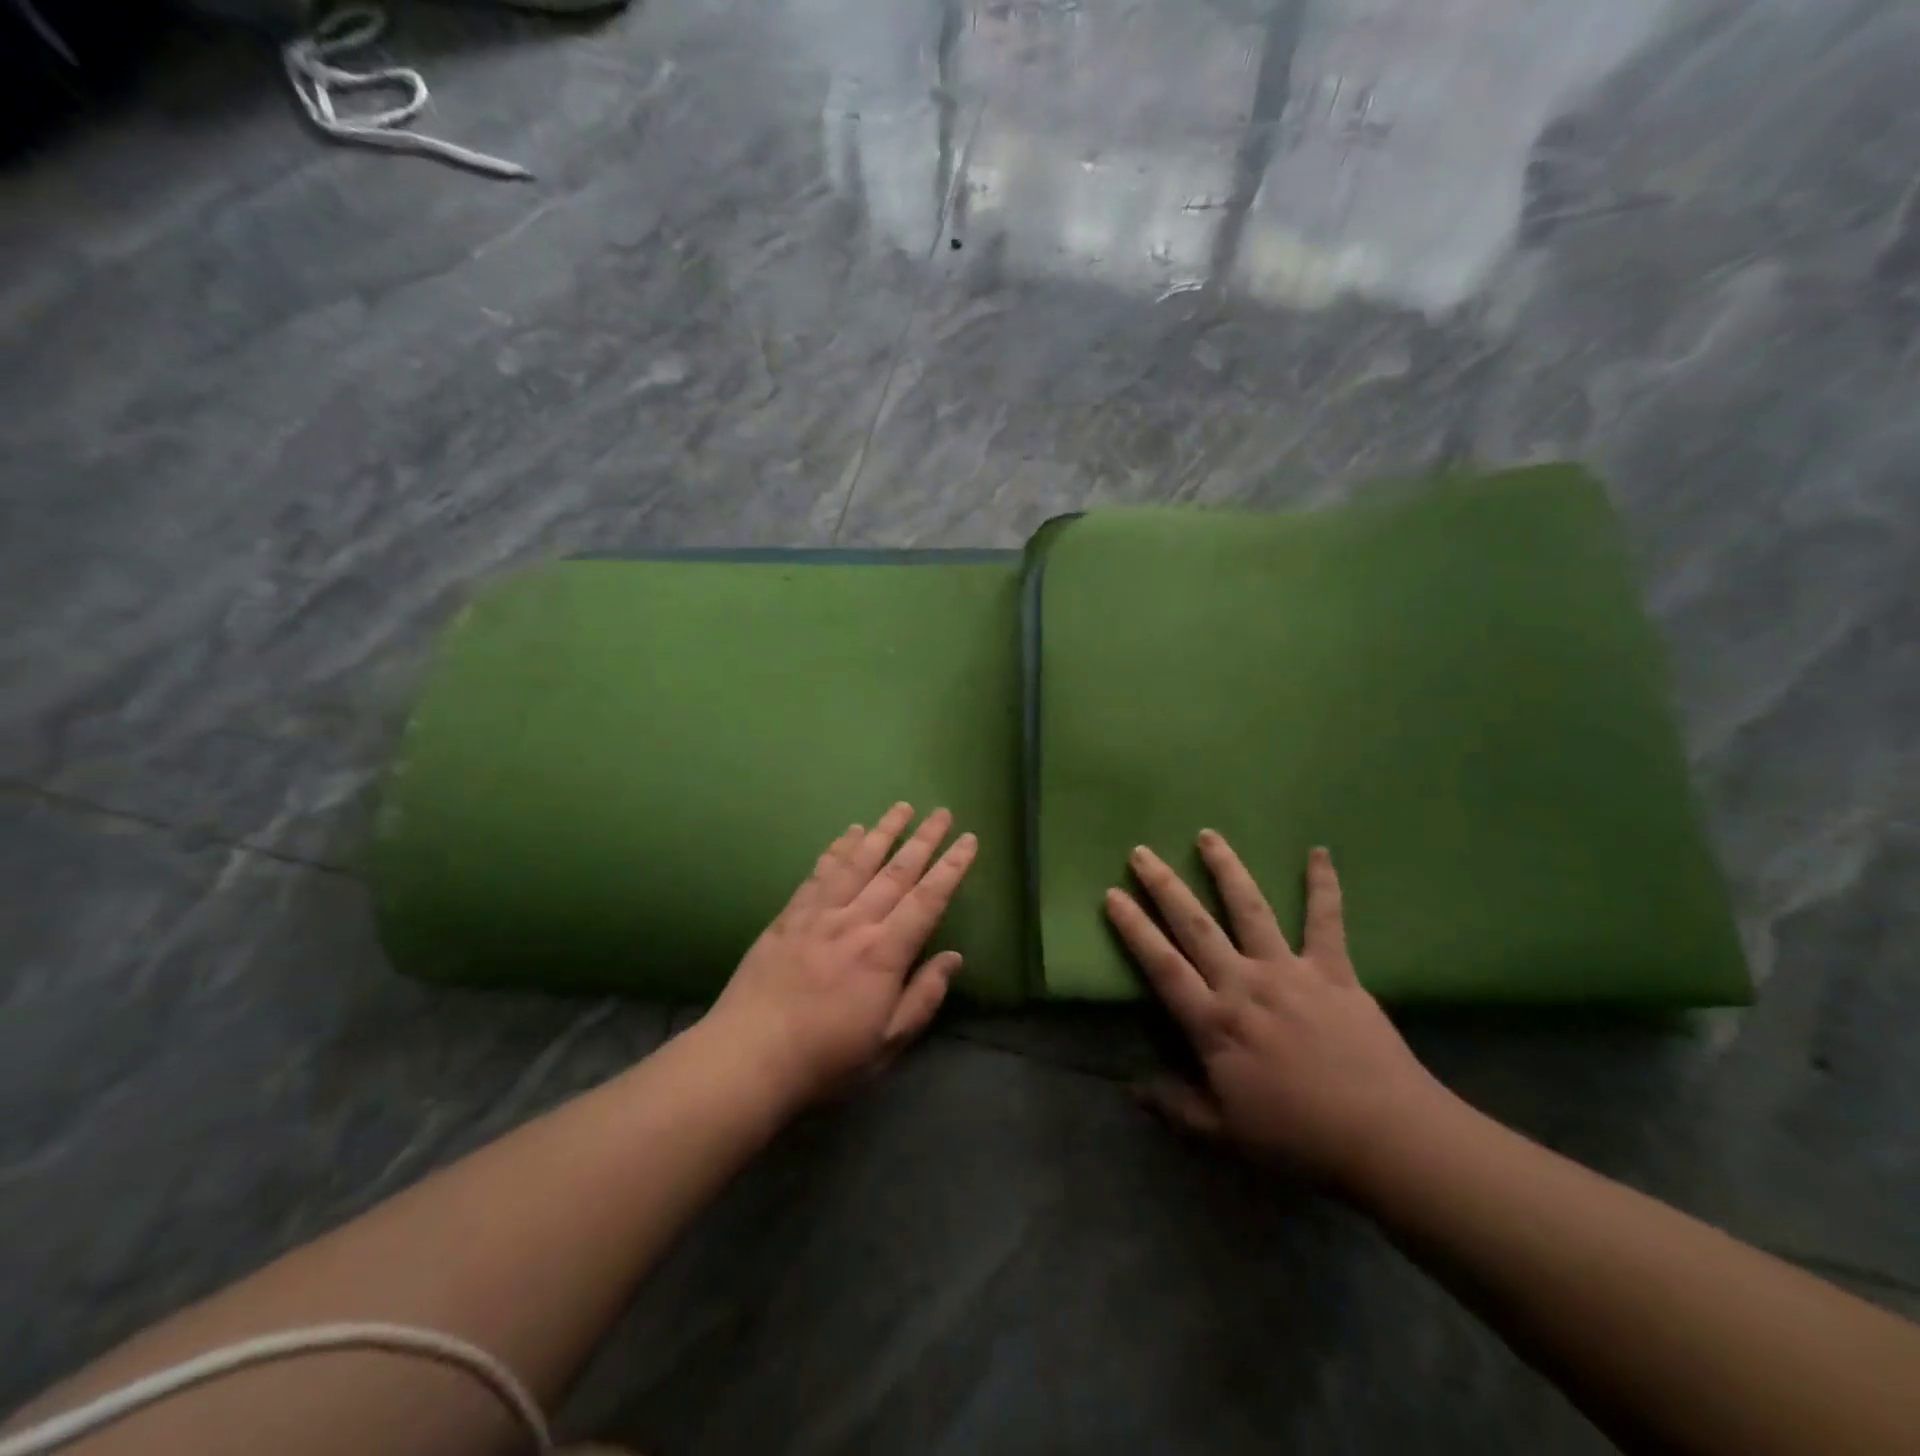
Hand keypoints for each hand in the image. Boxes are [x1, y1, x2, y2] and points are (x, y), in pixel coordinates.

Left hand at [707, 803, 977, 1107]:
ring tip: (902, 808)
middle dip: (924, 840)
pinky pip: (820, 873)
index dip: (951, 868)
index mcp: (884, 953)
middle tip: (943, 812)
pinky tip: (849, 833)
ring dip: (883, 832)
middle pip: (896, 872)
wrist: (747, 1056)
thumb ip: (923, 997)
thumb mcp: (887, 1043)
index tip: (968, 840)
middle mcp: (855, 922)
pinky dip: (838, 849)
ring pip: (858, 863)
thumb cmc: (825, 1058)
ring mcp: (819, 914)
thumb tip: (954, 958)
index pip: (927, 900)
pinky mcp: (789, 916)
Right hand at [1105, 832, 1450, 1186]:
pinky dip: (1323, 885)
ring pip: (1250, 909)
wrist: (1385, 1137)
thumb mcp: (1224, 1134)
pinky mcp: (1333, 971)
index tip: (1112, 894)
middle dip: (1165, 887)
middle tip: (1142, 852)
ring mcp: (1289, 970)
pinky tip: (1318, 851)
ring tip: (1208, 834)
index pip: (1162, 965)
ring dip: (1226, 869)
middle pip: (1195, 926)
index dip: (1134, 929)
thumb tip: (1133, 1087)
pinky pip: (1326, 920)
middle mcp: (1243, 983)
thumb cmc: (1297, 1138)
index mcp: (1214, 1022)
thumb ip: (1176, 1106)